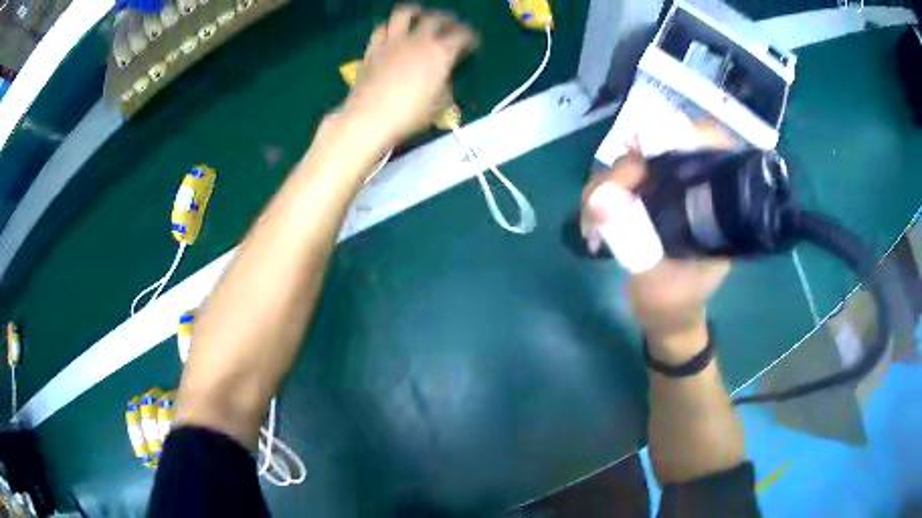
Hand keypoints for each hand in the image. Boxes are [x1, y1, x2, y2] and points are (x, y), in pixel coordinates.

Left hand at [341, 5, 478, 146]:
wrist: (370, 118)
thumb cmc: (410, 114)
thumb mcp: (441, 103)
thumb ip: (446, 82)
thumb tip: (443, 74)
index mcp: (441, 52)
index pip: (463, 35)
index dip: (471, 38)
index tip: (472, 44)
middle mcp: (419, 40)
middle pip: (437, 18)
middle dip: (448, 20)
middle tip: (451, 26)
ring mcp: (393, 41)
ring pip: (405, 13)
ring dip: (416, 12)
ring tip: (420, 17)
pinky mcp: (373, 48)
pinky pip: (382, 28)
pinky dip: (391, 27)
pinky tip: (393, 33)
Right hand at [581, 126, 733, 357]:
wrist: (669, 320)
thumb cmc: (675, 305)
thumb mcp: (658, 282)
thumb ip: (633, 242)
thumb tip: (601, 201)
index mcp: (716, 208)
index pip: (711, 150)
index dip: (683, 135)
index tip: (644, 149)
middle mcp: (696, 191)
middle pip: (663, 149)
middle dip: (627, 169)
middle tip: (600, 203)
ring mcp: (670, 191)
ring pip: (636, 163)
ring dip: (606, 185)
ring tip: (591, 223)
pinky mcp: (649, 199)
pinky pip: (621, 182)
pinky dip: (602, 196)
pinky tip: (593, 224)